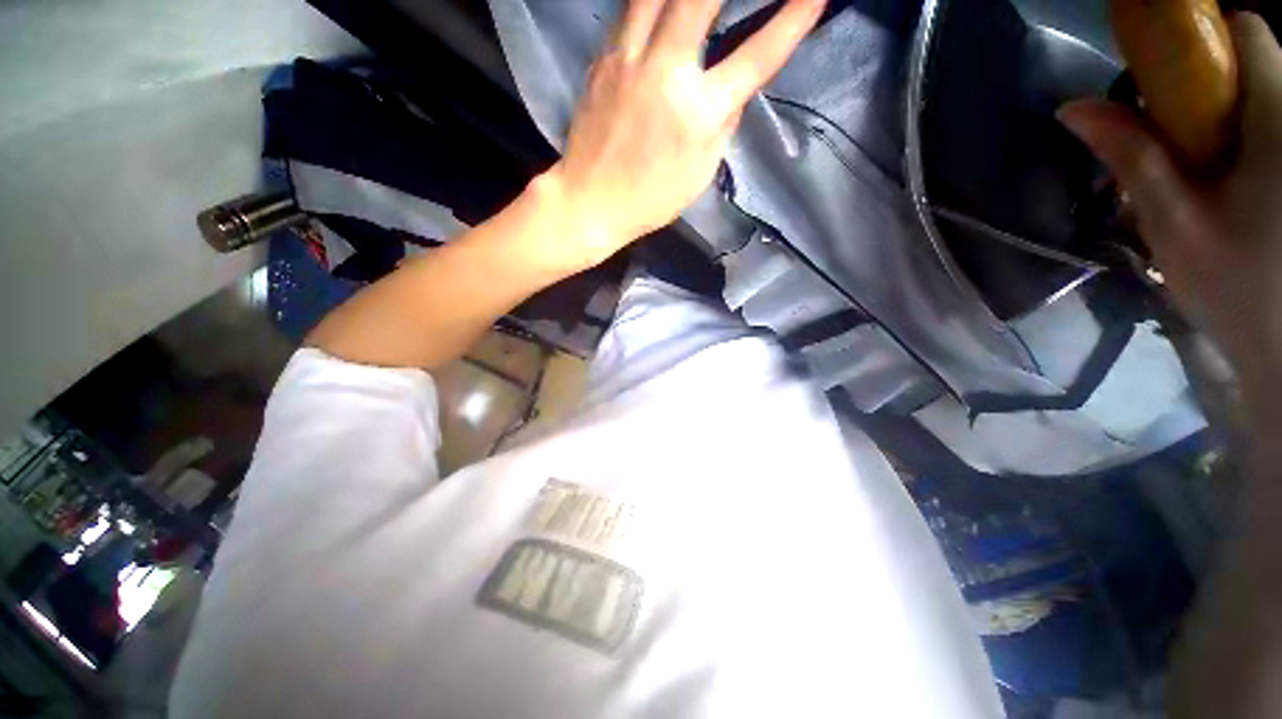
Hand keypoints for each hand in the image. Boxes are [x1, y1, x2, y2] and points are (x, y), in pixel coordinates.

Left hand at [537, 0, 824, 268]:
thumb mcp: (700, 172)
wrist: (590, 201)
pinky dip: (651, 0)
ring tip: (699, 0)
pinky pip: (630, 9)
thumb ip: (723, 124)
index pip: (757, 56)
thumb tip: (736, 87)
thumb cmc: (650, 199)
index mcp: (697, 112)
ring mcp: (628, 59)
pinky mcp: (603, 58)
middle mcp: (665, 72)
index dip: (792, 20)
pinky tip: (662, 6)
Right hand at [1060, 13, 1281, 396]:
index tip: (1171, 73)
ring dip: (1227, 115)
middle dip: (1213, 83)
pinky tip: (1229, 182)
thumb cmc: (1236, 288)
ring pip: (1268, 98)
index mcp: (1278, 123)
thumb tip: (1075, 110)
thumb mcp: (1174, 223)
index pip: (1249, 33)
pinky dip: (1246, 141)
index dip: (1208, 37)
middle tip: (1177, 133)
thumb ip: (1132, 157)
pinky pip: (1275, 131)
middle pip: (1259, 63)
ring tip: (1201, 166)